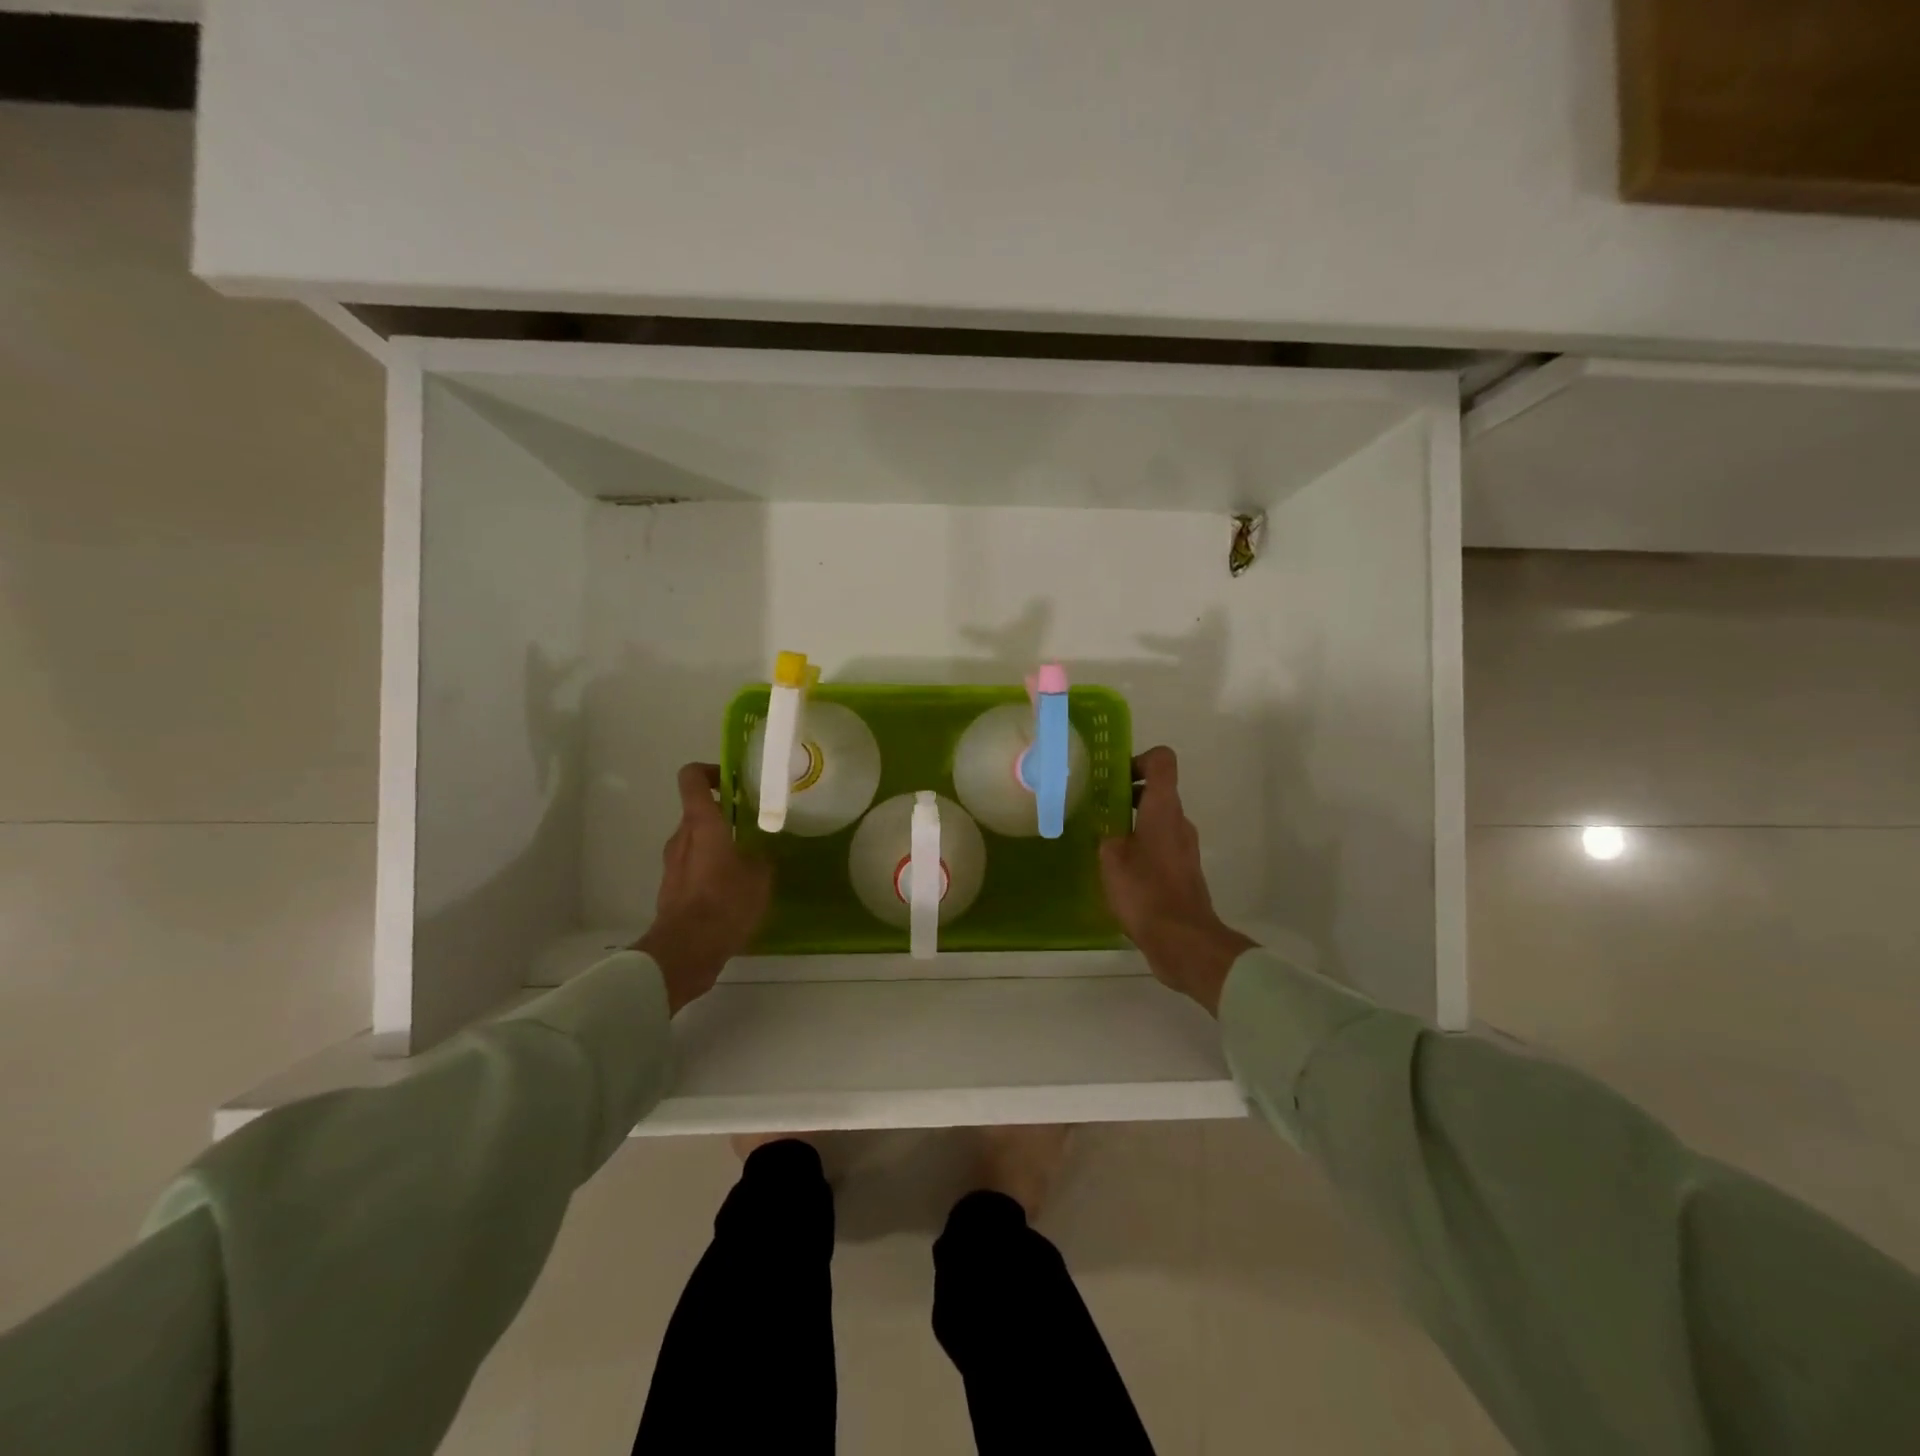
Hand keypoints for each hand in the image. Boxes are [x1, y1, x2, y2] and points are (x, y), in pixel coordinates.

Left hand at [634, 763, 770, 1014]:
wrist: (686, 951)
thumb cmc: (724, 903)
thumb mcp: (759, 877)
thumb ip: (761, 857)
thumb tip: (761, 854)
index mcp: (701, 824)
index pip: (692, 778)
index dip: (710, 771)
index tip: (733, 780)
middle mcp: (681, 838)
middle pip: (698, 812)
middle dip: (724, 814)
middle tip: (753, 825)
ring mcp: (673, 865)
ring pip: (696, 842)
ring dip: (718, 845)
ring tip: (749, 862)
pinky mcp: (672, 890)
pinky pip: (694, 868)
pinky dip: (711, 870)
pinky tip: (735, 891)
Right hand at [1099, 746, 1255, 1015]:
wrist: (1183, 940)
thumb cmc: (1145, 891)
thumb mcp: (1111, 857)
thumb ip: (1108, 834)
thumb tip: (1109, 830)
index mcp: (1163, 809)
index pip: (1162, 761)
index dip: (1139, 760)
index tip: (1115, 778)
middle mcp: (1179, 822)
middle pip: (1158, 791)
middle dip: (1128, 796)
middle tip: (1098, 811)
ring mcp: (1185, 848)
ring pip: (1158, 821)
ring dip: (1133, 824)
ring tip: (1104, 844)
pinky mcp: (1184, 872)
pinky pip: (1161, 846)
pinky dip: (1141, 848)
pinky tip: (1119, 872)